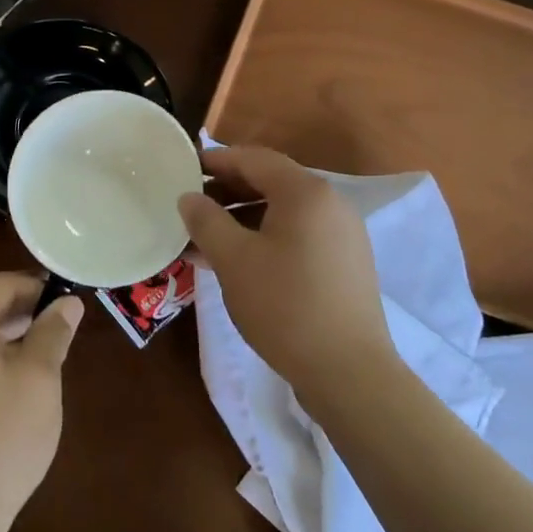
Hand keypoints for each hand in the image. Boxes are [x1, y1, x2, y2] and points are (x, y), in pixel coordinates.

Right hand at [178, 147, 401, 405]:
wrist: (348, 372)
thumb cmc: (285, 305)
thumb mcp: (234, 260)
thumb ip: (206, 221)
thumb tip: (189, 198)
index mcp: (306, 193)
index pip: (254, 159)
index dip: (216, 161)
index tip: (184, 169)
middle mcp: (330, 204)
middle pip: (270, 183)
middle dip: (226, 192)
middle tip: (190, 206)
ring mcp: (341, 235)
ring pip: (281, 213)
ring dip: (241, 220)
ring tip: (203, 240)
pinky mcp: (344, 264)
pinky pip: (296, 236)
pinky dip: (263, 239)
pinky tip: (235, 263)